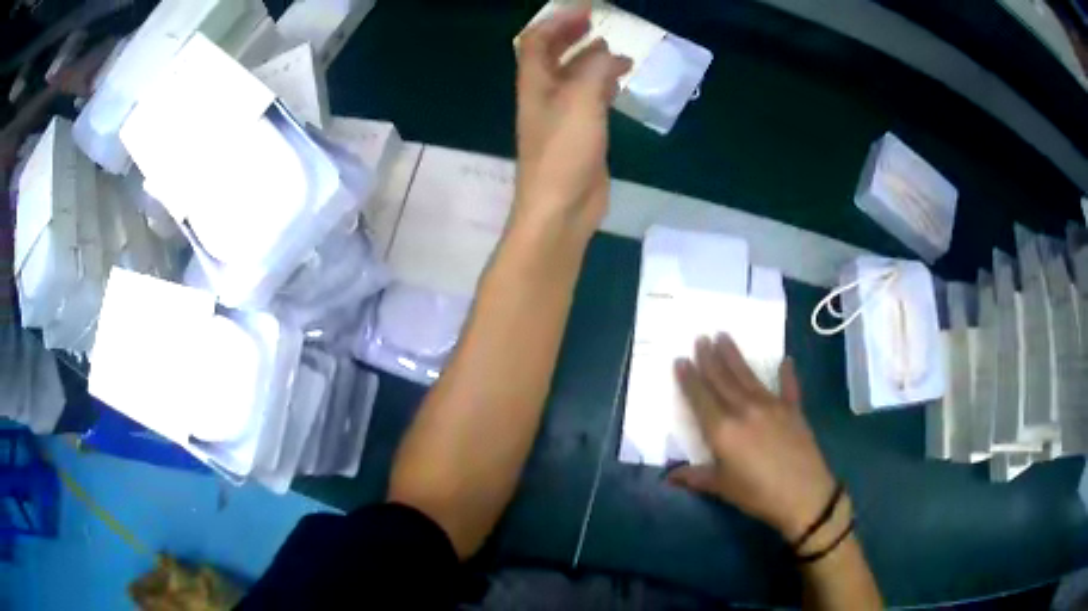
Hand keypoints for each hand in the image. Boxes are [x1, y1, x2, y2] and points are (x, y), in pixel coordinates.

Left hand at [513, 8, 631, 238]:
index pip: (536, 41)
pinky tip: (620, 82)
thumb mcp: (581, 100)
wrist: (562, 208)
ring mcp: (561, 116)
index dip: (556, 21)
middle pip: (552, 56)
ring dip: (591, 59)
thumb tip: (608, 54)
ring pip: (573, 77)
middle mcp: (544, 95)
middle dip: (571, 35)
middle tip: (597, 22)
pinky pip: (589, 99)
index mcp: (534, 84)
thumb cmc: (564, 152)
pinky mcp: (580, 134)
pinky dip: (603, 84)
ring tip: (617, 52)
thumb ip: (594, 69)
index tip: (586, 10)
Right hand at [668, 334, 837, 542]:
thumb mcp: (722, 488)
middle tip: (701, 337)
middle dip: (709, 358)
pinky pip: (788, 386)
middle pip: (722, 379)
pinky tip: (786, 360)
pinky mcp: (793, 409)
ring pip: (747, 375)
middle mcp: (744, 409)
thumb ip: (695, 477)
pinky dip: (787, 373)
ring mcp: (771, 406)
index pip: (700, 398)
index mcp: (722, 430)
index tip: (680, 359)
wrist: (803, 494)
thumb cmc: (757, 494)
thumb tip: (669, 476)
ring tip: (724, 336)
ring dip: (734, 356)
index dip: (689, 378)